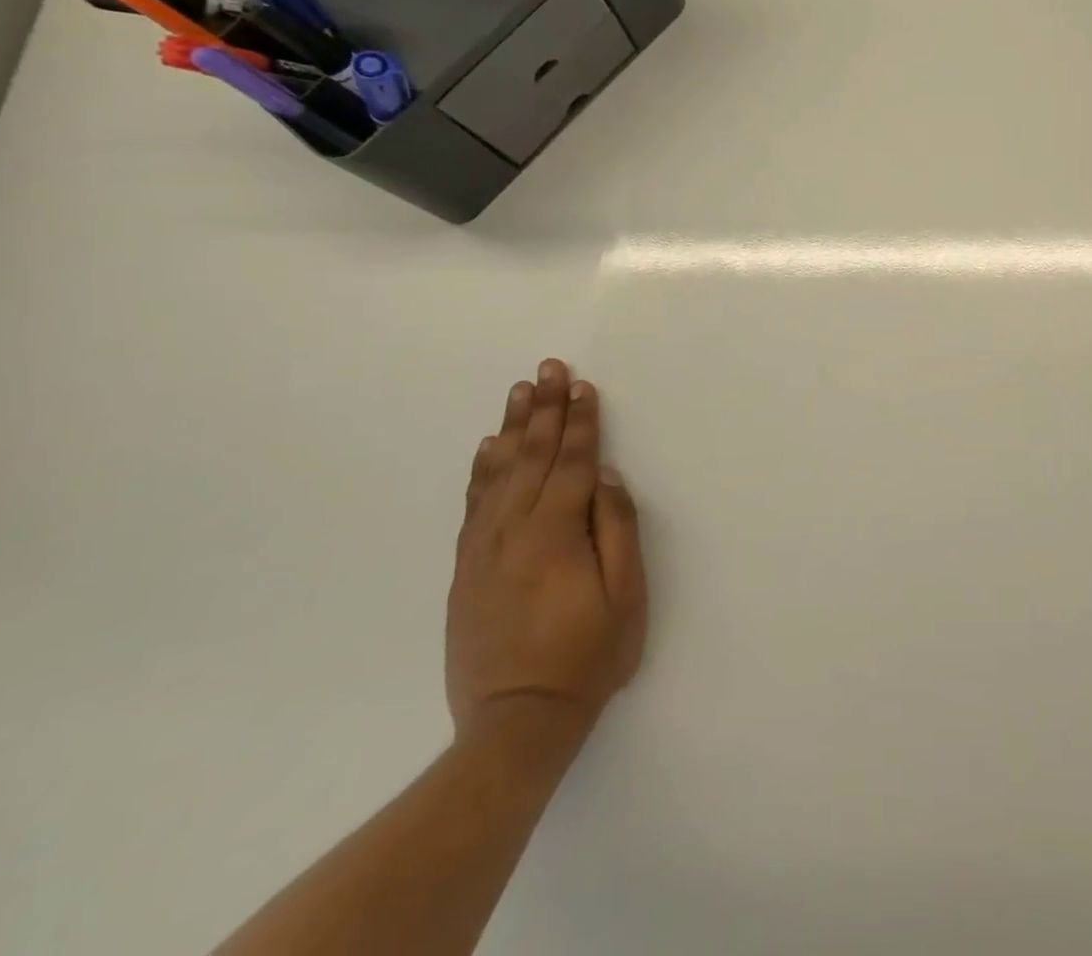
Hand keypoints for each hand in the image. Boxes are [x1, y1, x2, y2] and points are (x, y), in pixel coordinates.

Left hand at [447, 360, 646, 749]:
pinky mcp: (465, 570)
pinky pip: (473, 504)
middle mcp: (513, 531)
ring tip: (519, 391)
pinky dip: (482, 470)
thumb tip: (604, 476)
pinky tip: (487, 448)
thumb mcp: (626, 596)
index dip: (579, 421)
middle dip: (544, 408)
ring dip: (512, 428)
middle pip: (531, 456)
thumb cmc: (587, 657)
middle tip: (548, 368)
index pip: (570, 462)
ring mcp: (483, 550)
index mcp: (556, 533)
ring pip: (497, 473)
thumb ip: (616, 529)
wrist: (516, 724)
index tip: (583, 385)